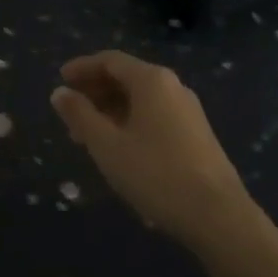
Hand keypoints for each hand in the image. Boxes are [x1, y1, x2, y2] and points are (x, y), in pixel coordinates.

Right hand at [50, 51, 250, 247]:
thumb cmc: (155, 173)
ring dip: (111, 110)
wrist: (218, 215)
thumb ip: (80, 115)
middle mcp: (172, 86)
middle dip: (95, 91)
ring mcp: (188, 110)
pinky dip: (130, 121)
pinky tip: (118, 148)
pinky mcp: (196, 134)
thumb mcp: (107, 145)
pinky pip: (155, 115)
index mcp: (151, 80)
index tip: (60, 79)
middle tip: (70, 111)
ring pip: (141, 99)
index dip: (82, 68)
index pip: (110, 61)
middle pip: (127, 77)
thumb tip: (60, 93)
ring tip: (87, 135)